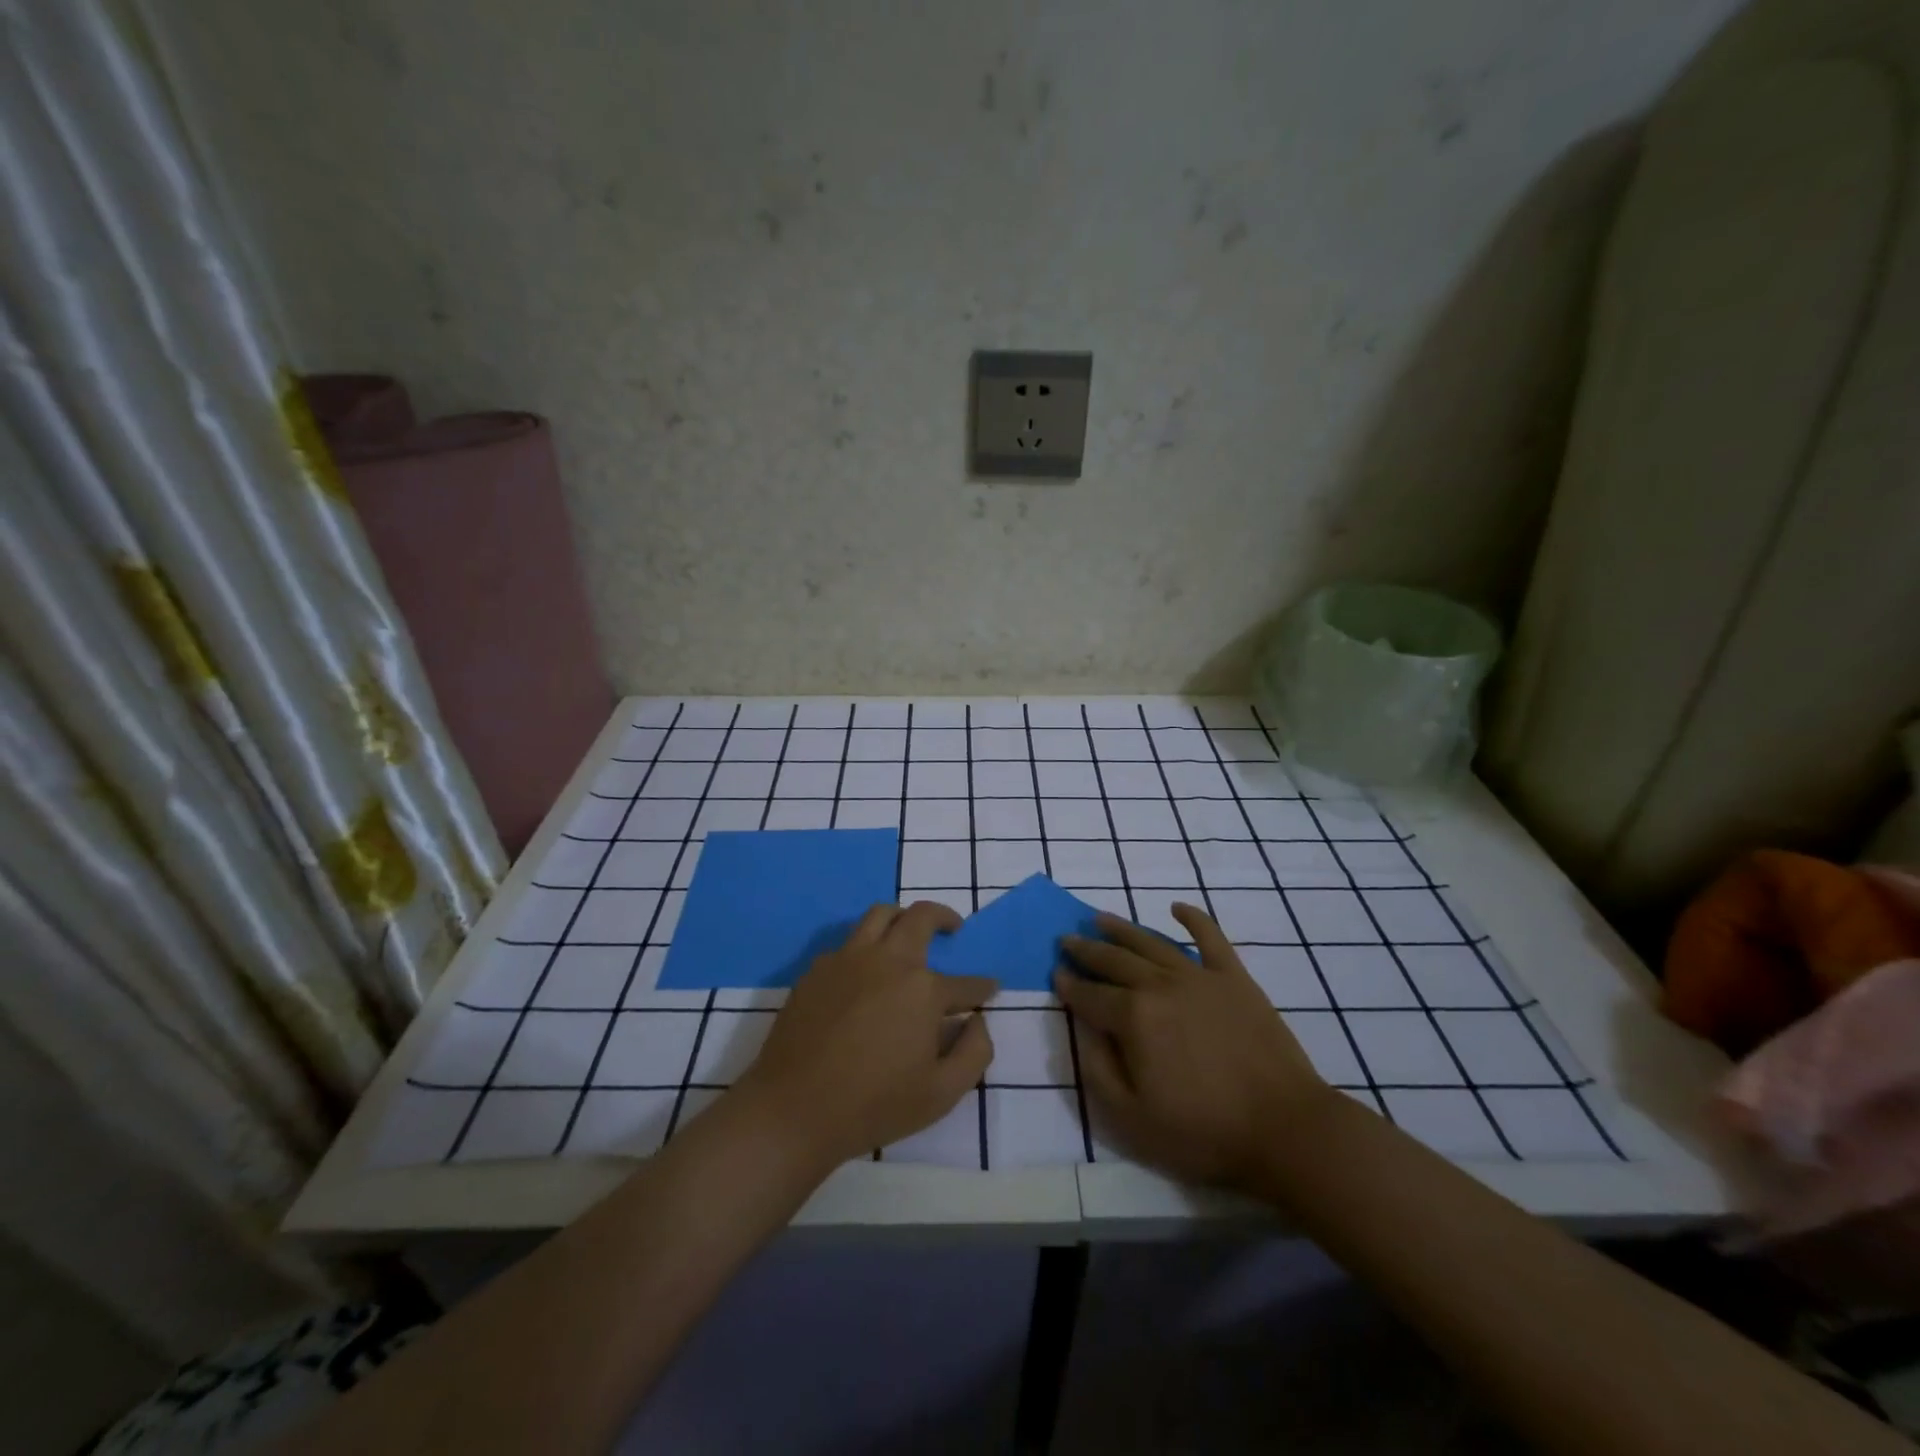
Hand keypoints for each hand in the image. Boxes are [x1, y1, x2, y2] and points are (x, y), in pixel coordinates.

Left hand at [735, 902, 996, 1166]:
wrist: (794, 1109)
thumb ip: (974, 1052)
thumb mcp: (942, 1093)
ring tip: (908, 931)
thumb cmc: (874, 1105)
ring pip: (880, 914)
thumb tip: (977, 1020)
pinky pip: (848, 942)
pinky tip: (866, 970)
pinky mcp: (818, 969)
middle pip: (921, 917)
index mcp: (923, 990)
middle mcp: (888, 961)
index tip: (989, 989)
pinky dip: (866, 945)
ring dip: (902, 917)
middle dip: (945, 917)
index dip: (981, 987)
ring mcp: (849, 959)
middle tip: (954, 928)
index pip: (965, 983)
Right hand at [1055, 904, 1333, 1192]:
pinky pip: (1210, 938)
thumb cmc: (1203, 1131)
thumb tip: (1083, 1028)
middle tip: (1067, 939)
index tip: (1055, 973)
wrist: (1284, 1128)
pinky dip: (1193, 918)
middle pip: (1114, 961)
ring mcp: (1199, 976)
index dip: (1069, 985)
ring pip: (1151, 943)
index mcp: (1133, 1018)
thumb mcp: (1131, 1118)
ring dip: (1122, 928)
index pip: (1090, 995)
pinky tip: (1176, 908)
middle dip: (1086, 949)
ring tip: (1101, 918)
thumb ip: (1097, 1069)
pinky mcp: (1234, 978)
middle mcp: (1160, 986)